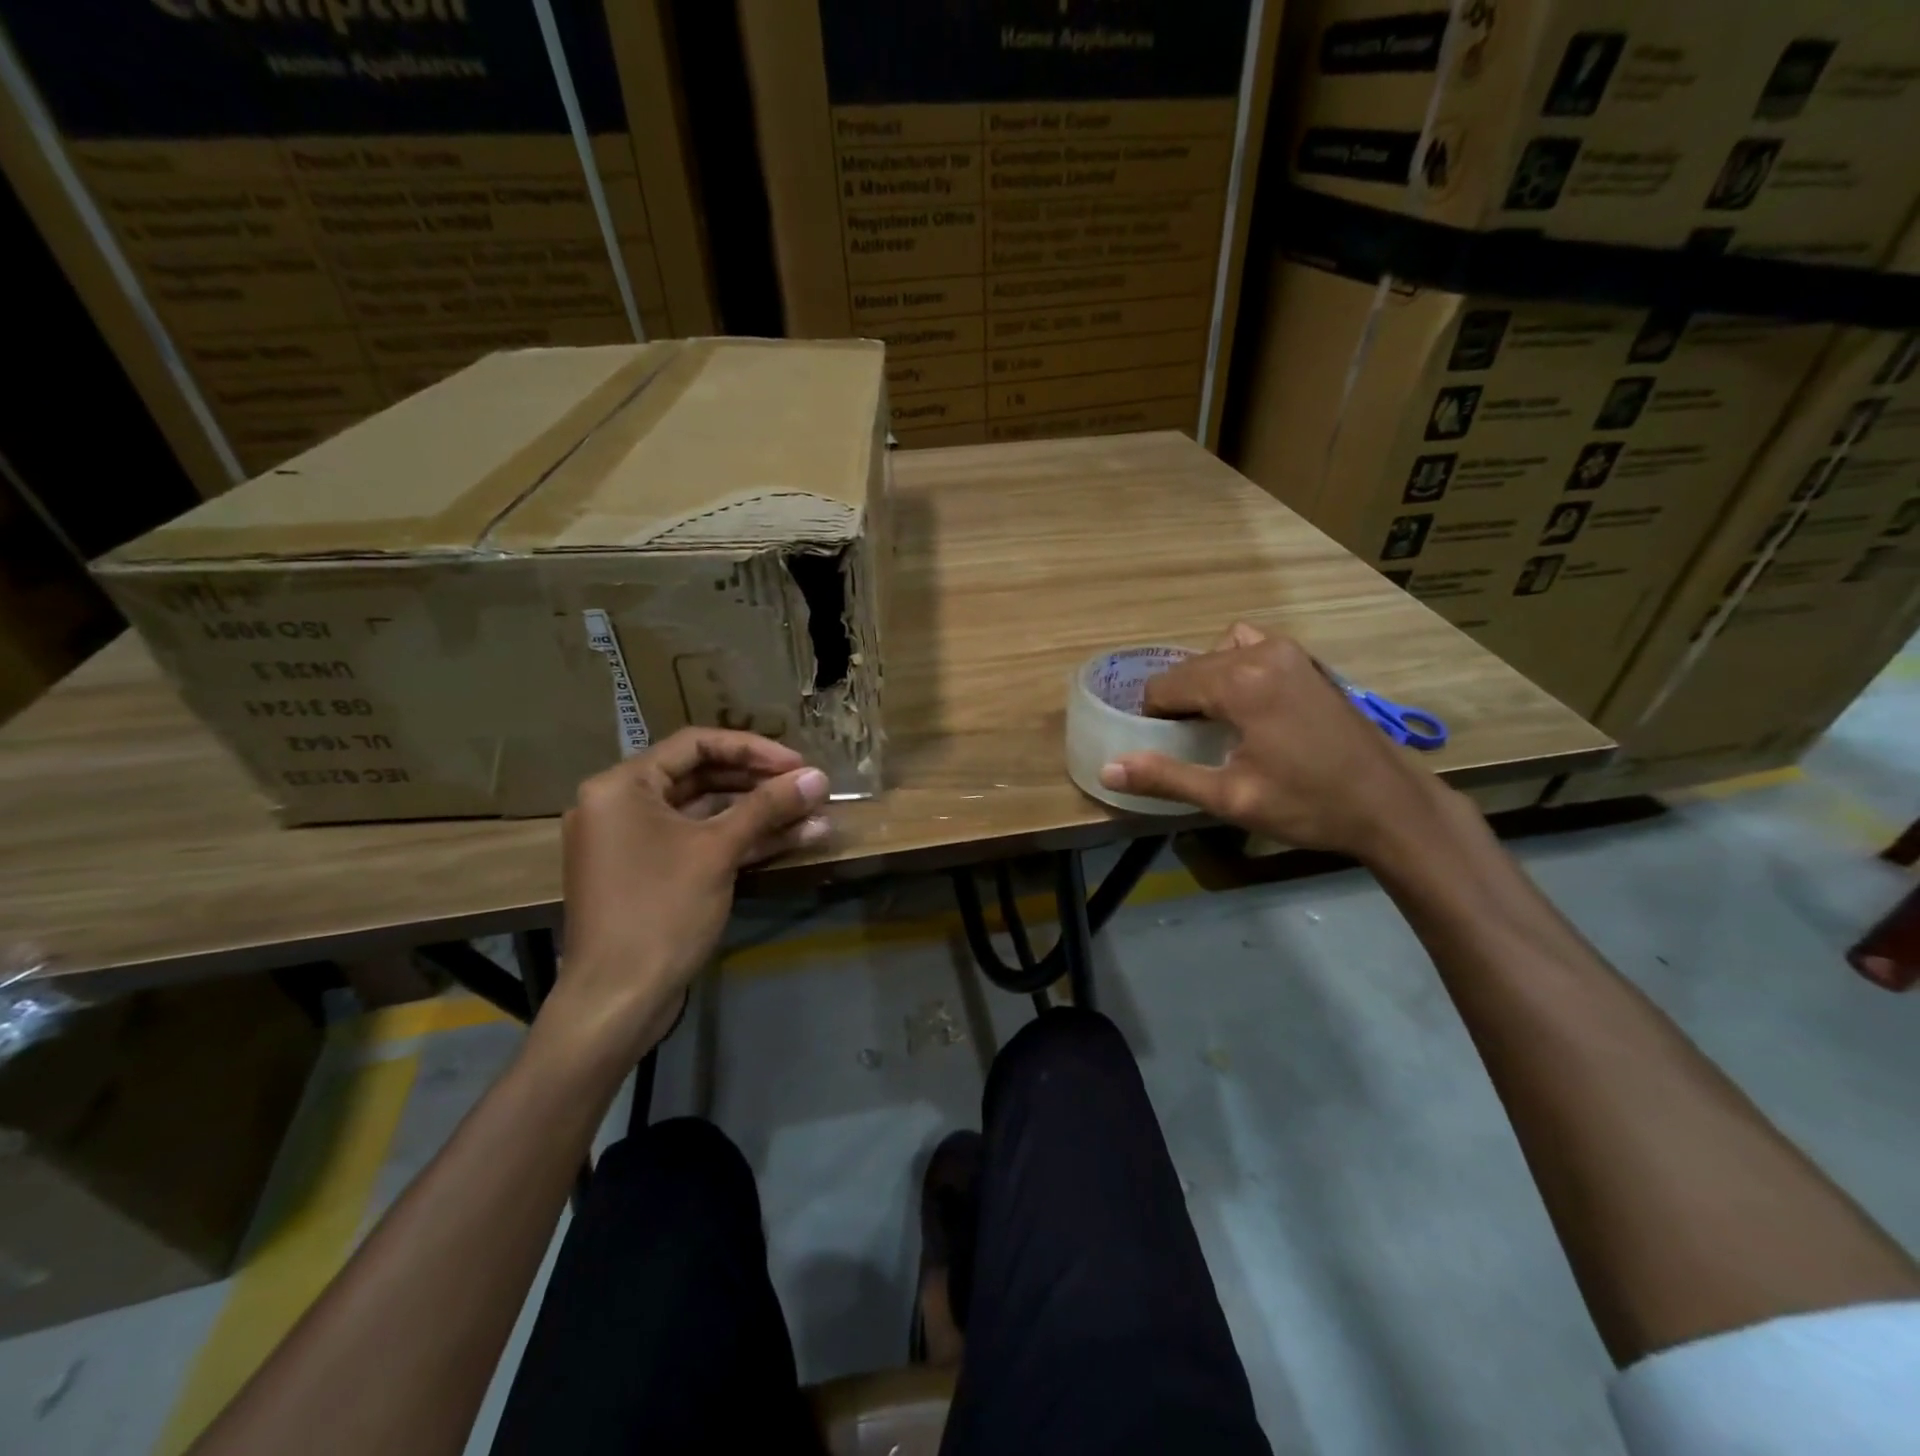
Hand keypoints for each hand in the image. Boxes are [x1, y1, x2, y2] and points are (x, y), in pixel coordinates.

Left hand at [549, 728, 830, 1060]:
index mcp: (622, 786)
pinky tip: (792, 840)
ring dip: (760, 815)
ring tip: (814, 815)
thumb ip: (768, 807)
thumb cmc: (661, 911)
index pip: (695, 744)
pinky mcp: (652, 874)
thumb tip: (819, 776)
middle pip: (703, 777)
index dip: (753, 749)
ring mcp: (636, 843)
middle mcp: (623, 806)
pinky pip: (700, 843)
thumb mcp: (718, 851)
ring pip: (707, 814)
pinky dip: (741, 841)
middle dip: (761, 783)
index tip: (797, 763)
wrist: (617, 1001)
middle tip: (809, 788)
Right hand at [1098, 623, 1452, 860]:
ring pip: (1218, 655)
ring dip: (1203, 682)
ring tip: (1212, 721)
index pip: (1166, 685)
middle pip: (1190, 668)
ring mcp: (1289, 651)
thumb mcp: (1230, 797)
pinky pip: (1251, 646)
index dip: (1154, 716)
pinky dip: (1234, 665)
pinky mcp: (1306, 660)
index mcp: (1240, 683)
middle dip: (1177, 701)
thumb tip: (1108, 770)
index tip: (1163, 747)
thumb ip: (1166, 777)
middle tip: (1185, 742)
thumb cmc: (1308, 805)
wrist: (1389, 804)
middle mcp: (1261, 653)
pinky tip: (1244, 701)